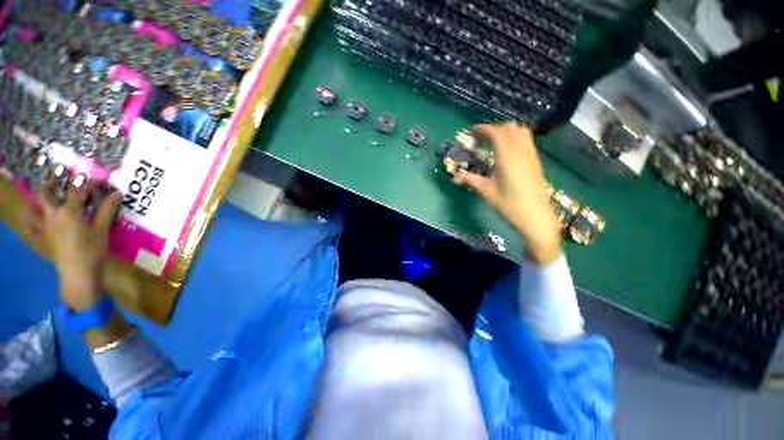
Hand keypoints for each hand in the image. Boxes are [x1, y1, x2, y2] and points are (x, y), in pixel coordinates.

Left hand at [33, 179, 122, 310]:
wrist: (79, 275)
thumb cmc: (92, 251)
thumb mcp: (103, 230)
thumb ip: (107, 210)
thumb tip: (117, 194)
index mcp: (68, 211)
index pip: (78, 191)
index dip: (89, 184)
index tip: (101, 181)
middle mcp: (53, 215)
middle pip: (45, 194)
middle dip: (51, 183)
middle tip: (60, 178)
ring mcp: (47, 227)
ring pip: (34, 208)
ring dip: (38, 200)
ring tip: (47, 196)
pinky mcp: (46, 237)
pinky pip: (33, 225)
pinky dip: (33, 219)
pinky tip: (39, 219)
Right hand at [453, 122, 561, 264]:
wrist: (536, 217)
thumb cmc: (508, 204)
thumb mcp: (486, 191)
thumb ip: (470, 180)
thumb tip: (455, 177)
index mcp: (507, 156)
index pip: (496, 132)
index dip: (483, 129)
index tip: (472, 131)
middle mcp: (521, 150)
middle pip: (510, 127)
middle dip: (494, 128)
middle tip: (482, 137)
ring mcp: (531, 155)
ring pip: (521, 131)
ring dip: (507, 131)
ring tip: (495, 141)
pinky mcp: (536, 161)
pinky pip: (527, 140)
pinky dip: (516, 138)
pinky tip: (508, 151)